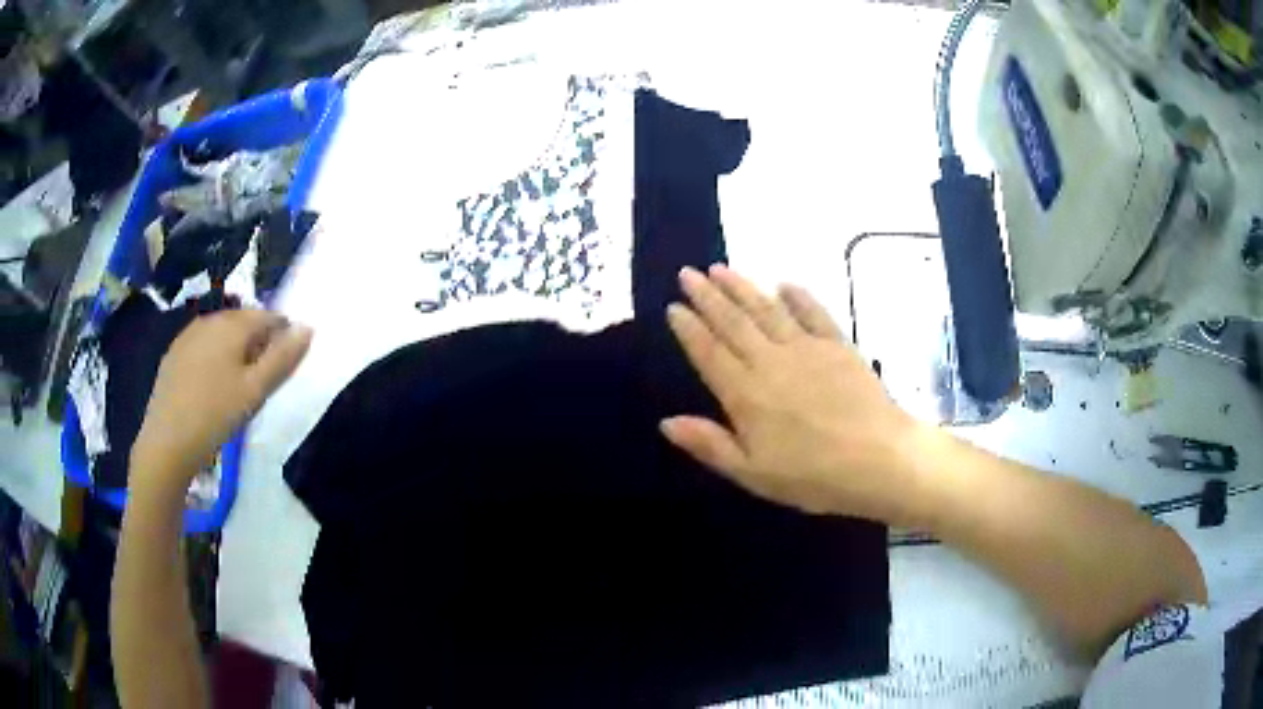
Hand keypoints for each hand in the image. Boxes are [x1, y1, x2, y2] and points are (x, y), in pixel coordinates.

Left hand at [131, 309, 311, 491]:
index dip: (282, 334)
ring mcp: (187, 336)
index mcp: (232, 325)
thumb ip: (282, 359)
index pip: (267, 316)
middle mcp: (209, 320)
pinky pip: (202, 345)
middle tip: (263, 376)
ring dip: (235, 348)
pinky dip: (214, 356)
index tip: (286, 363)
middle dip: (257, 340)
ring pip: (221, 332)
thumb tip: (308, 328)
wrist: (166, 443)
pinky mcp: (173, 355)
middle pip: (243, 321)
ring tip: (238, 381)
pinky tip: (212, 384)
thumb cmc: (215, 416)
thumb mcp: (255, 391)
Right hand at [662, 265, 921, 519]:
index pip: (709, 353)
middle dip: (708, 296)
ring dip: (742, 287)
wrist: (879, 460)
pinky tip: (784, 284)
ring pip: (766, 310)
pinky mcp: (838, 346)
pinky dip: (798, 296)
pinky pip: (813, 313)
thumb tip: (666, 422)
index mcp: (746, 395)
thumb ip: (710, 445)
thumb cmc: (813, 476)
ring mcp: (807, 349)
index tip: (674, 306)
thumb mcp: (753, 474)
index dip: (690, 329)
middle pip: (733, 323)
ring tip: (721, 268)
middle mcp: (771, 362)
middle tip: (688, 273)